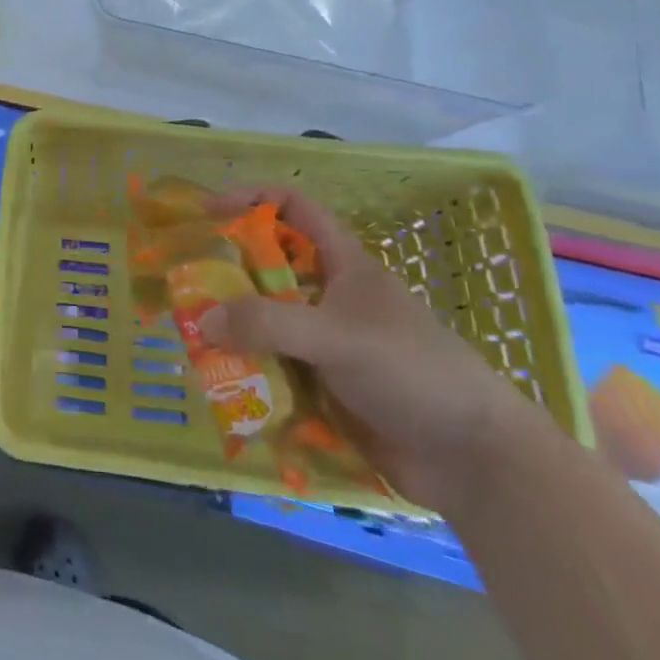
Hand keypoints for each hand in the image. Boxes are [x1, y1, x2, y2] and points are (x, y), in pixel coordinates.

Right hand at [201, 191, 535, 512]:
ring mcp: (327, 343)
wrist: (472, 460)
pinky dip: (248, 372)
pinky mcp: (325, 386)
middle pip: (269, 266)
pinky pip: (274, 367)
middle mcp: (331, 297)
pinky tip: (224, 386)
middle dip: (228, 272)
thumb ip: (267, 323)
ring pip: (267, 321)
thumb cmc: (411, 373)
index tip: (209, 213)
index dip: (252, 199)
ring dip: (233, 328)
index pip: (294, 208)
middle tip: (187, 285)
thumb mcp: (336, 337)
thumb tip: (201, 320)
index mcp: (344, 265)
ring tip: (193, 338)